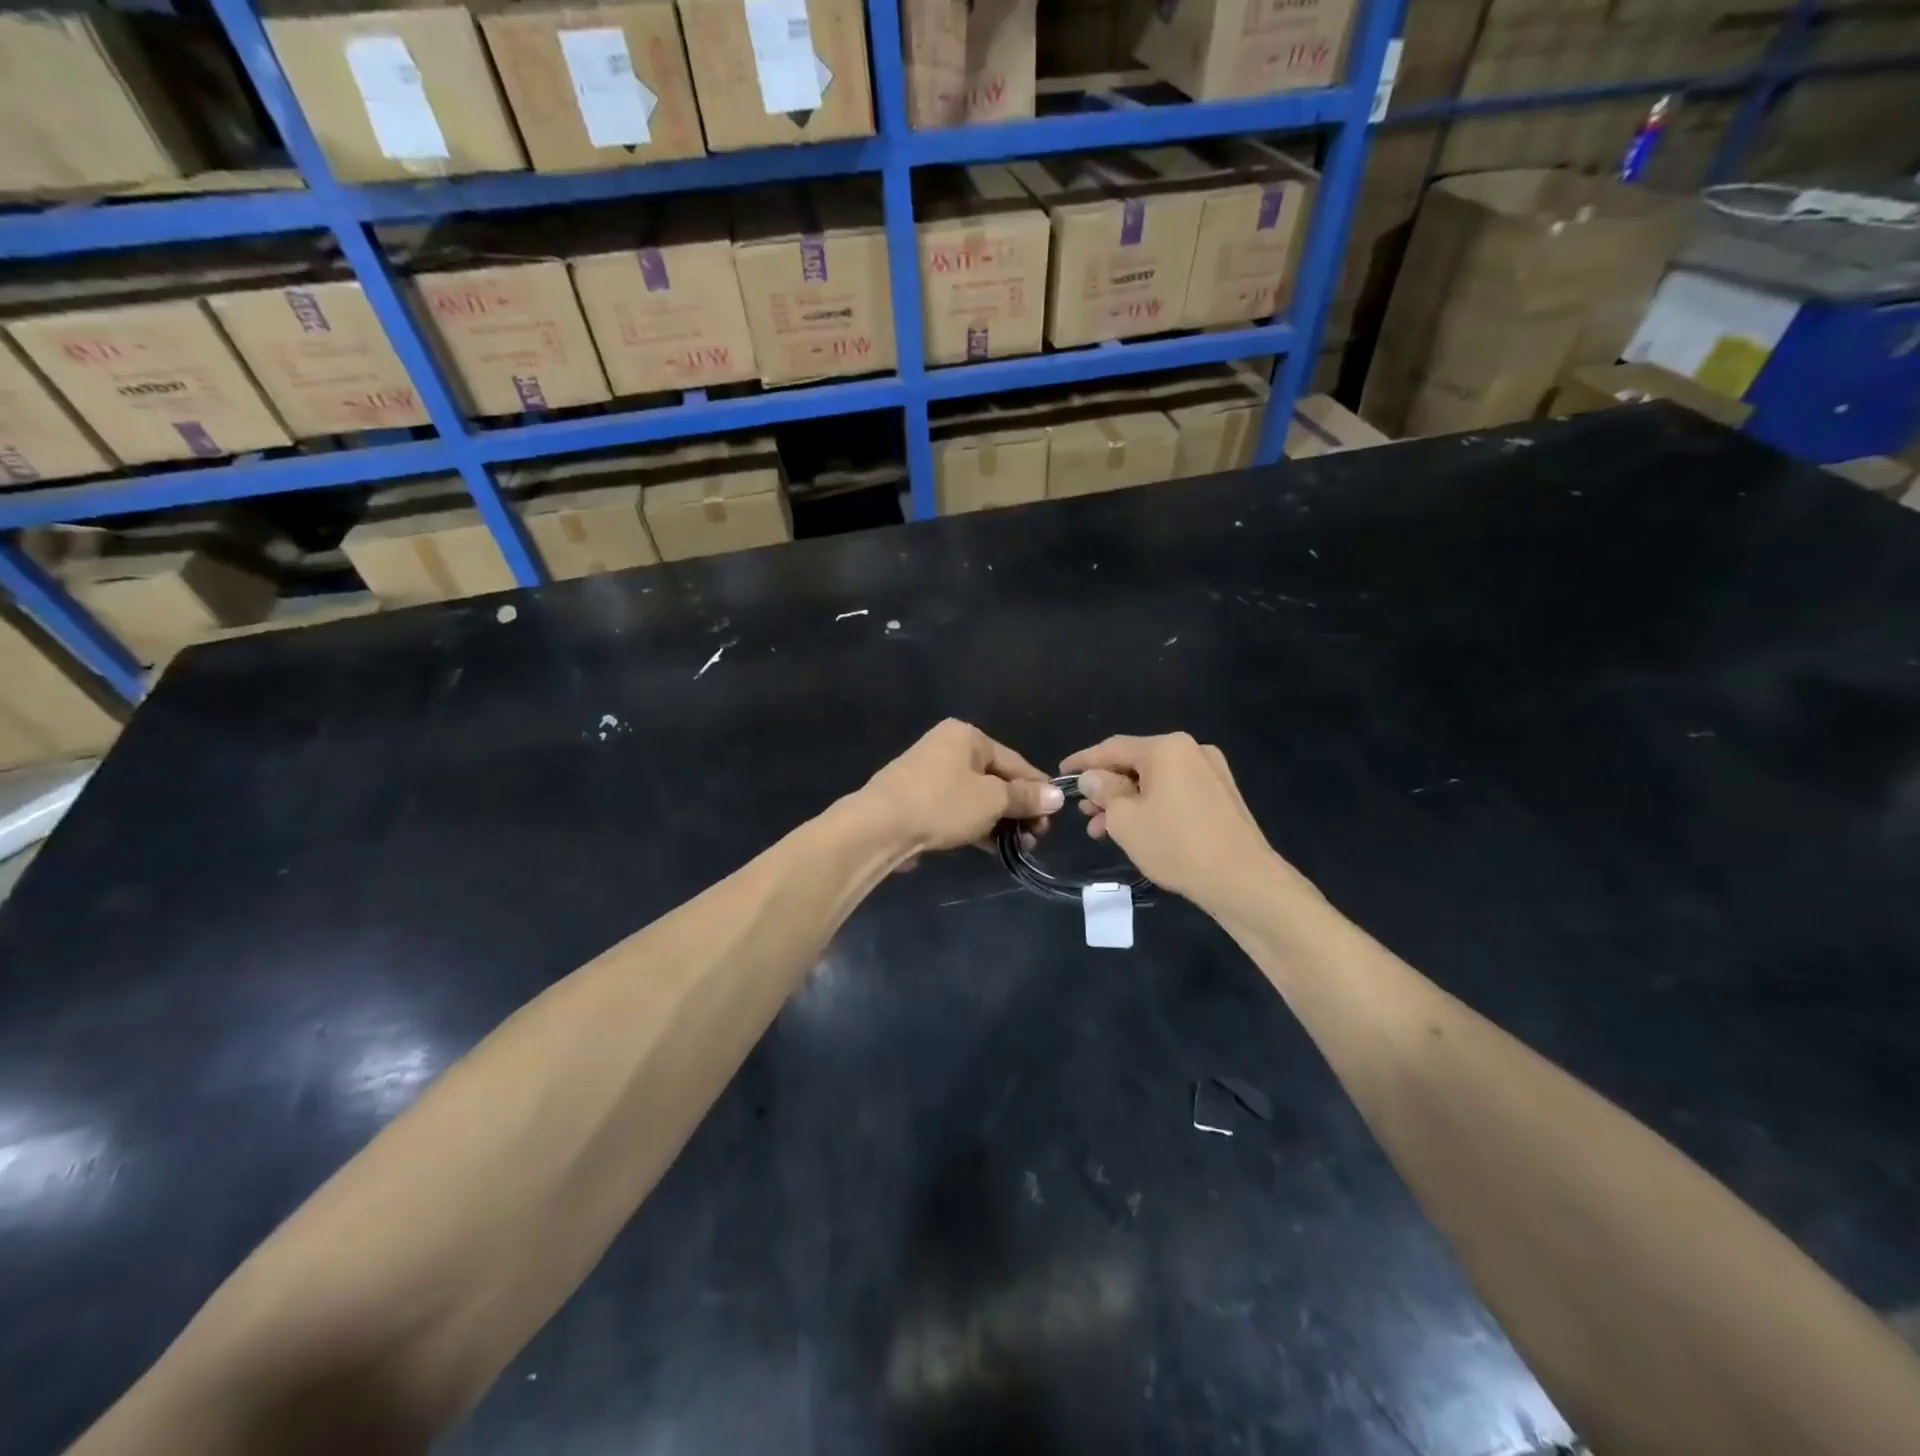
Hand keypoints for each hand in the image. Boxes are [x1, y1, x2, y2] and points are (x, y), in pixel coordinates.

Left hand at [864, 720, 1063, 858]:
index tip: (1055, 814)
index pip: (1014, 761)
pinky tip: (992, 847)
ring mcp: (929, 774)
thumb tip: (1057, 795)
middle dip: (1018, 809)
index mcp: (966, 736)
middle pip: (995, 779)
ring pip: (975, 797)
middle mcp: (947, 747)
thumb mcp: (991, 800)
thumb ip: (1025, 797)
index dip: (1037, 788)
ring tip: (1019, 846)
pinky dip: (975, 825)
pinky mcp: (917, 799)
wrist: (879, 826)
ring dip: (999, 821)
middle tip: (1037, 837)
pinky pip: (956, 809)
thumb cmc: (942, 803)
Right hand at [1061, 733, 1278, 910]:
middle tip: (1083, 810)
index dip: (1083, 761)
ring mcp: (1211, 772)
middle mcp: (1191, 750)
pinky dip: (1151, 807)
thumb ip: (1103, 791)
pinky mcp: (1221, 796)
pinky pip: (1175, 793)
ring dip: (1126, 801)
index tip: (1060, 772)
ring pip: (1155, 781)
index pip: (1112, 747)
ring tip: (1102, 829)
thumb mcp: (1125, 819)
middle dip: (1106, 787)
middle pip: (1135, 763)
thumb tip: (1093, 777)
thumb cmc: (1176, 844)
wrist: (1243, 880)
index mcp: (1166, 747)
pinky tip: (1135, 831)